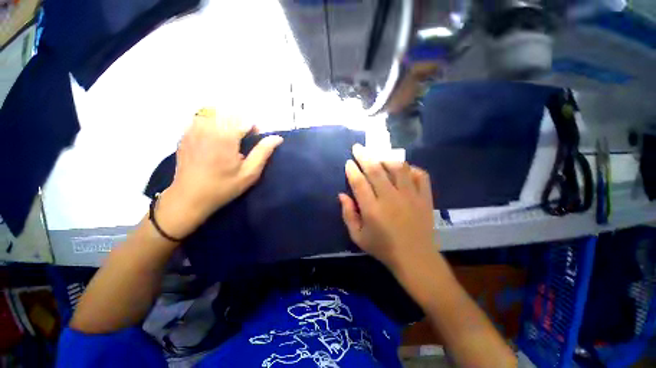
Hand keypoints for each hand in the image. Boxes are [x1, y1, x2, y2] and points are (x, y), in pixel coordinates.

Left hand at [157, 109, 282, 238]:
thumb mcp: (249, 173)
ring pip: (214, 113)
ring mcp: (193, 129)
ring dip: (225, 122)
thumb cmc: (223, 187)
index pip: (244, 120)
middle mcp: (208, 127)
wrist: (189, 197)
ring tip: (228, 139)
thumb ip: (263, 152)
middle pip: (229, 113)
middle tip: (242, 140)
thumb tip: (277, 138)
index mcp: (225, 137)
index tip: (254, 142)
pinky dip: (211, 124)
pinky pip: (200, 119)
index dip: (253, 129)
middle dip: (240, 123)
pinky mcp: (185, 134)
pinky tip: (212, 140)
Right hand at [338, 144, 436, 270]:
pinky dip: (411, 168)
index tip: (348, 163)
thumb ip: (348, 215)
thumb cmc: (383, 248)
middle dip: (364, 156)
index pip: (359, 183)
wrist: (415, 258)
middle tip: (358, 148)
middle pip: (376, 170)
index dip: (352, 170)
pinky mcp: (425, 198)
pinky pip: (420, 175)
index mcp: (372, 210)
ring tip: (379, 157)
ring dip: (386, 159)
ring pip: (398, 168)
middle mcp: (391, 199)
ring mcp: (410, 197)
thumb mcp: (358, 237)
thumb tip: (342, 195)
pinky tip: (403, 169)